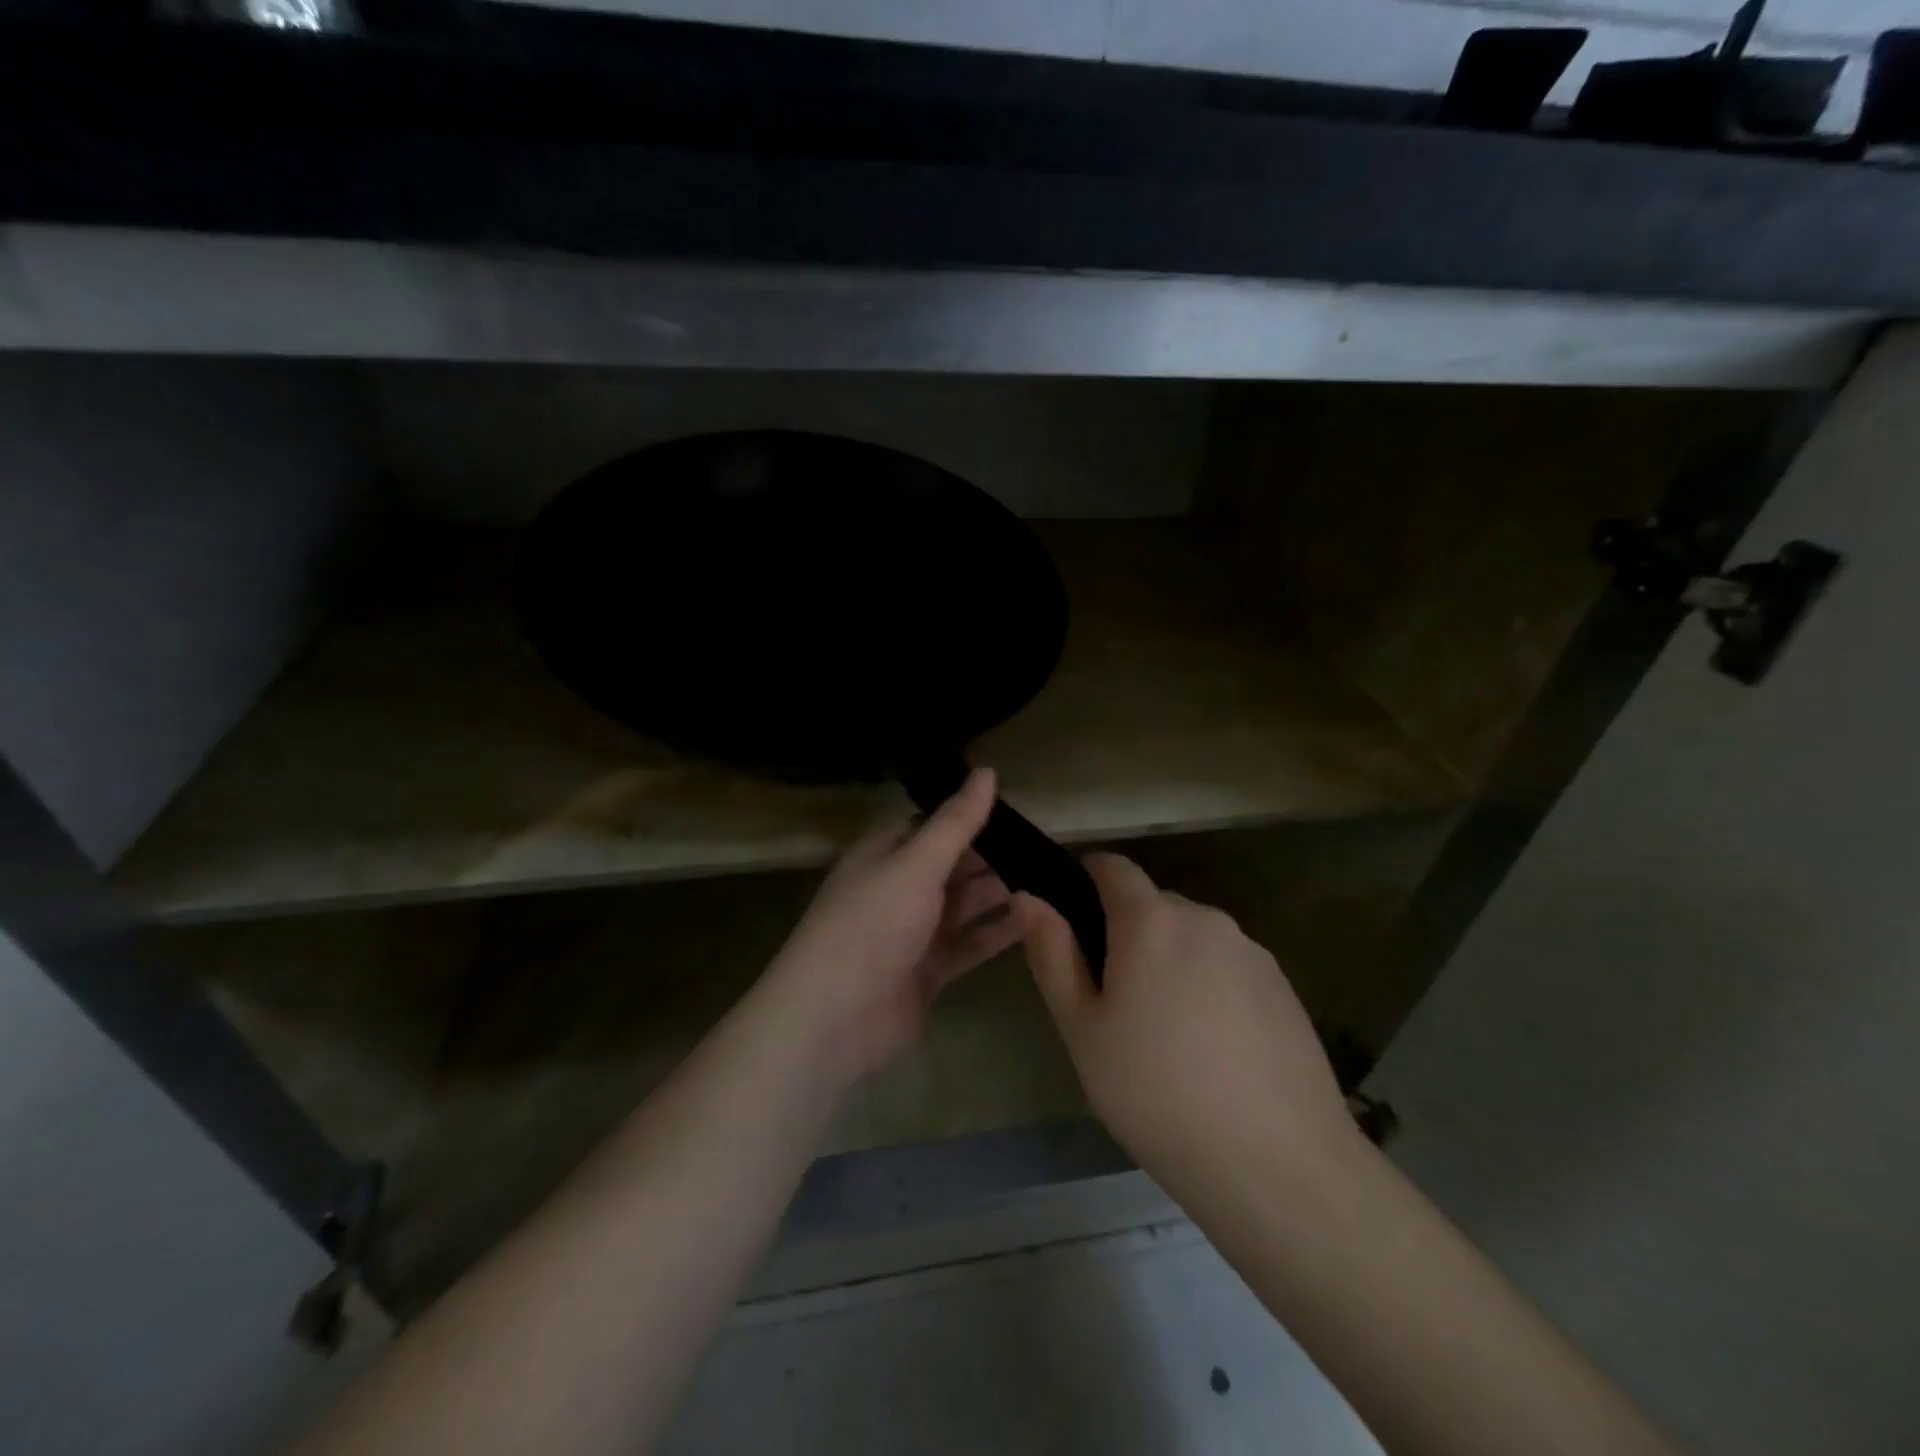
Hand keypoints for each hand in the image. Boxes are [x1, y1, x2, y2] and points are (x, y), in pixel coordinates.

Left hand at [763, 769, 1026, 1084]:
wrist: (834, 1019)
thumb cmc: (872, 925)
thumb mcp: (916, 865)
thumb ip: (956, 822)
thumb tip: (987, 771)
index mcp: (885, 854)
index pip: (934, 825)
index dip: (972, 817)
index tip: (1020, 813)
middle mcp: (898, 888)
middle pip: (953, 865)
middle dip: (994, 857)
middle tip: (1048, 849)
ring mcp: (913, 933)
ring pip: (964, 905)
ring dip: (1001, 893)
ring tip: (1051, 880)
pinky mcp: (928, 971)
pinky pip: (969, 943)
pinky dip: (998, 932)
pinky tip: (1035, 918)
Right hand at [1020, 853, 1355, 1187]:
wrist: (1277, 1164)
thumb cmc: (1155, 1093)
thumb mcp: (1082, 1029)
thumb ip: (1052, 953)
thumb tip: (1028, 896)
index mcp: (1151, 920)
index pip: (1112, 866)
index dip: (1085, 882)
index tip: (1074, 928)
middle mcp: (1204, 918)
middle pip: (1152, 905)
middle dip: (1128, 935)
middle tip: (1117, 1005)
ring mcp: (1251, 951)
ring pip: (1192, 937)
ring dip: (1171, 962)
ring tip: (1167, 1036)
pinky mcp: (1284, 986)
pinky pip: (1229, 966)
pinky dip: (1211, 987)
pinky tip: (1214, 1051)